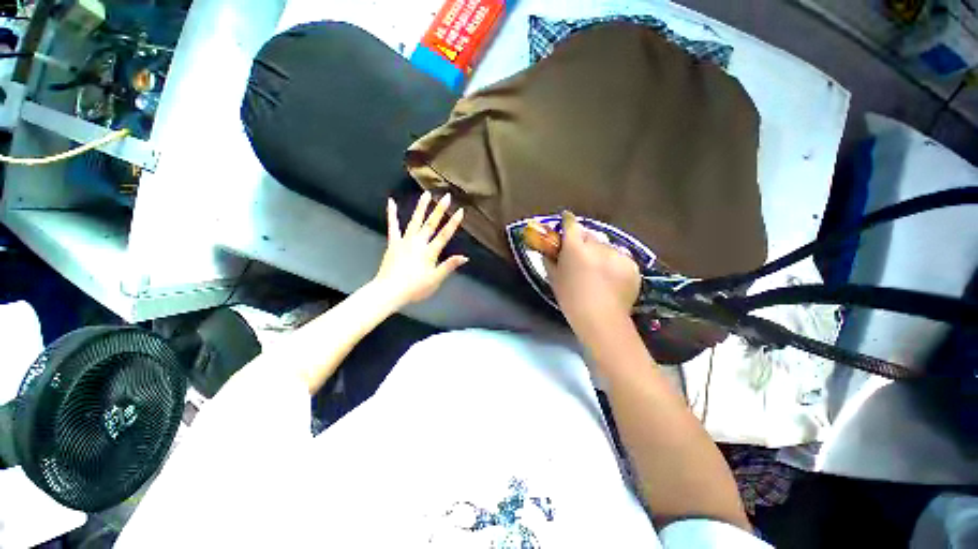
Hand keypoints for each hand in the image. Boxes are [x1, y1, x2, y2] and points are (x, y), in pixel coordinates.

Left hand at [372, 193, 468, 309]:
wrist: (389, 291)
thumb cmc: (414, 288)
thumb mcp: (435, 280)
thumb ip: (449, 266)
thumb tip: (465, 257)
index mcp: (429, 252)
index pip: (444, 235)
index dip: (453, 223)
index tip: (460, 211)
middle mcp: (418, 243)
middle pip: (431, 224)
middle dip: (440, 210)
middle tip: (446, 196)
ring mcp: (404, 241)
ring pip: (415, 221)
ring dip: (421, 207)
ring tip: (426, 194)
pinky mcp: (393, 243)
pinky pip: (393, 226)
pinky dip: (391, 214)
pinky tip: (391, 202)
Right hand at [544, 211, 640, 335]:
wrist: (601, 319)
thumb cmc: (571, 300)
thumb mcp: (554, 279)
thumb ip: (550, 260)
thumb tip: (548, 251)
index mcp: (575, 248)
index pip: (571, 224)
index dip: (568, 221)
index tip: (566, 220)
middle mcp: (597, 245)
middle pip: (589, 235)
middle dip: (583, 241)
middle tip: (581, 257)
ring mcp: (617, 254)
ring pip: (605, 247)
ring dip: (600, 254)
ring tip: (598, 273)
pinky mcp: (632, 264)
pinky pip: (619, 258)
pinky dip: (614, 264)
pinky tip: (611, 280)